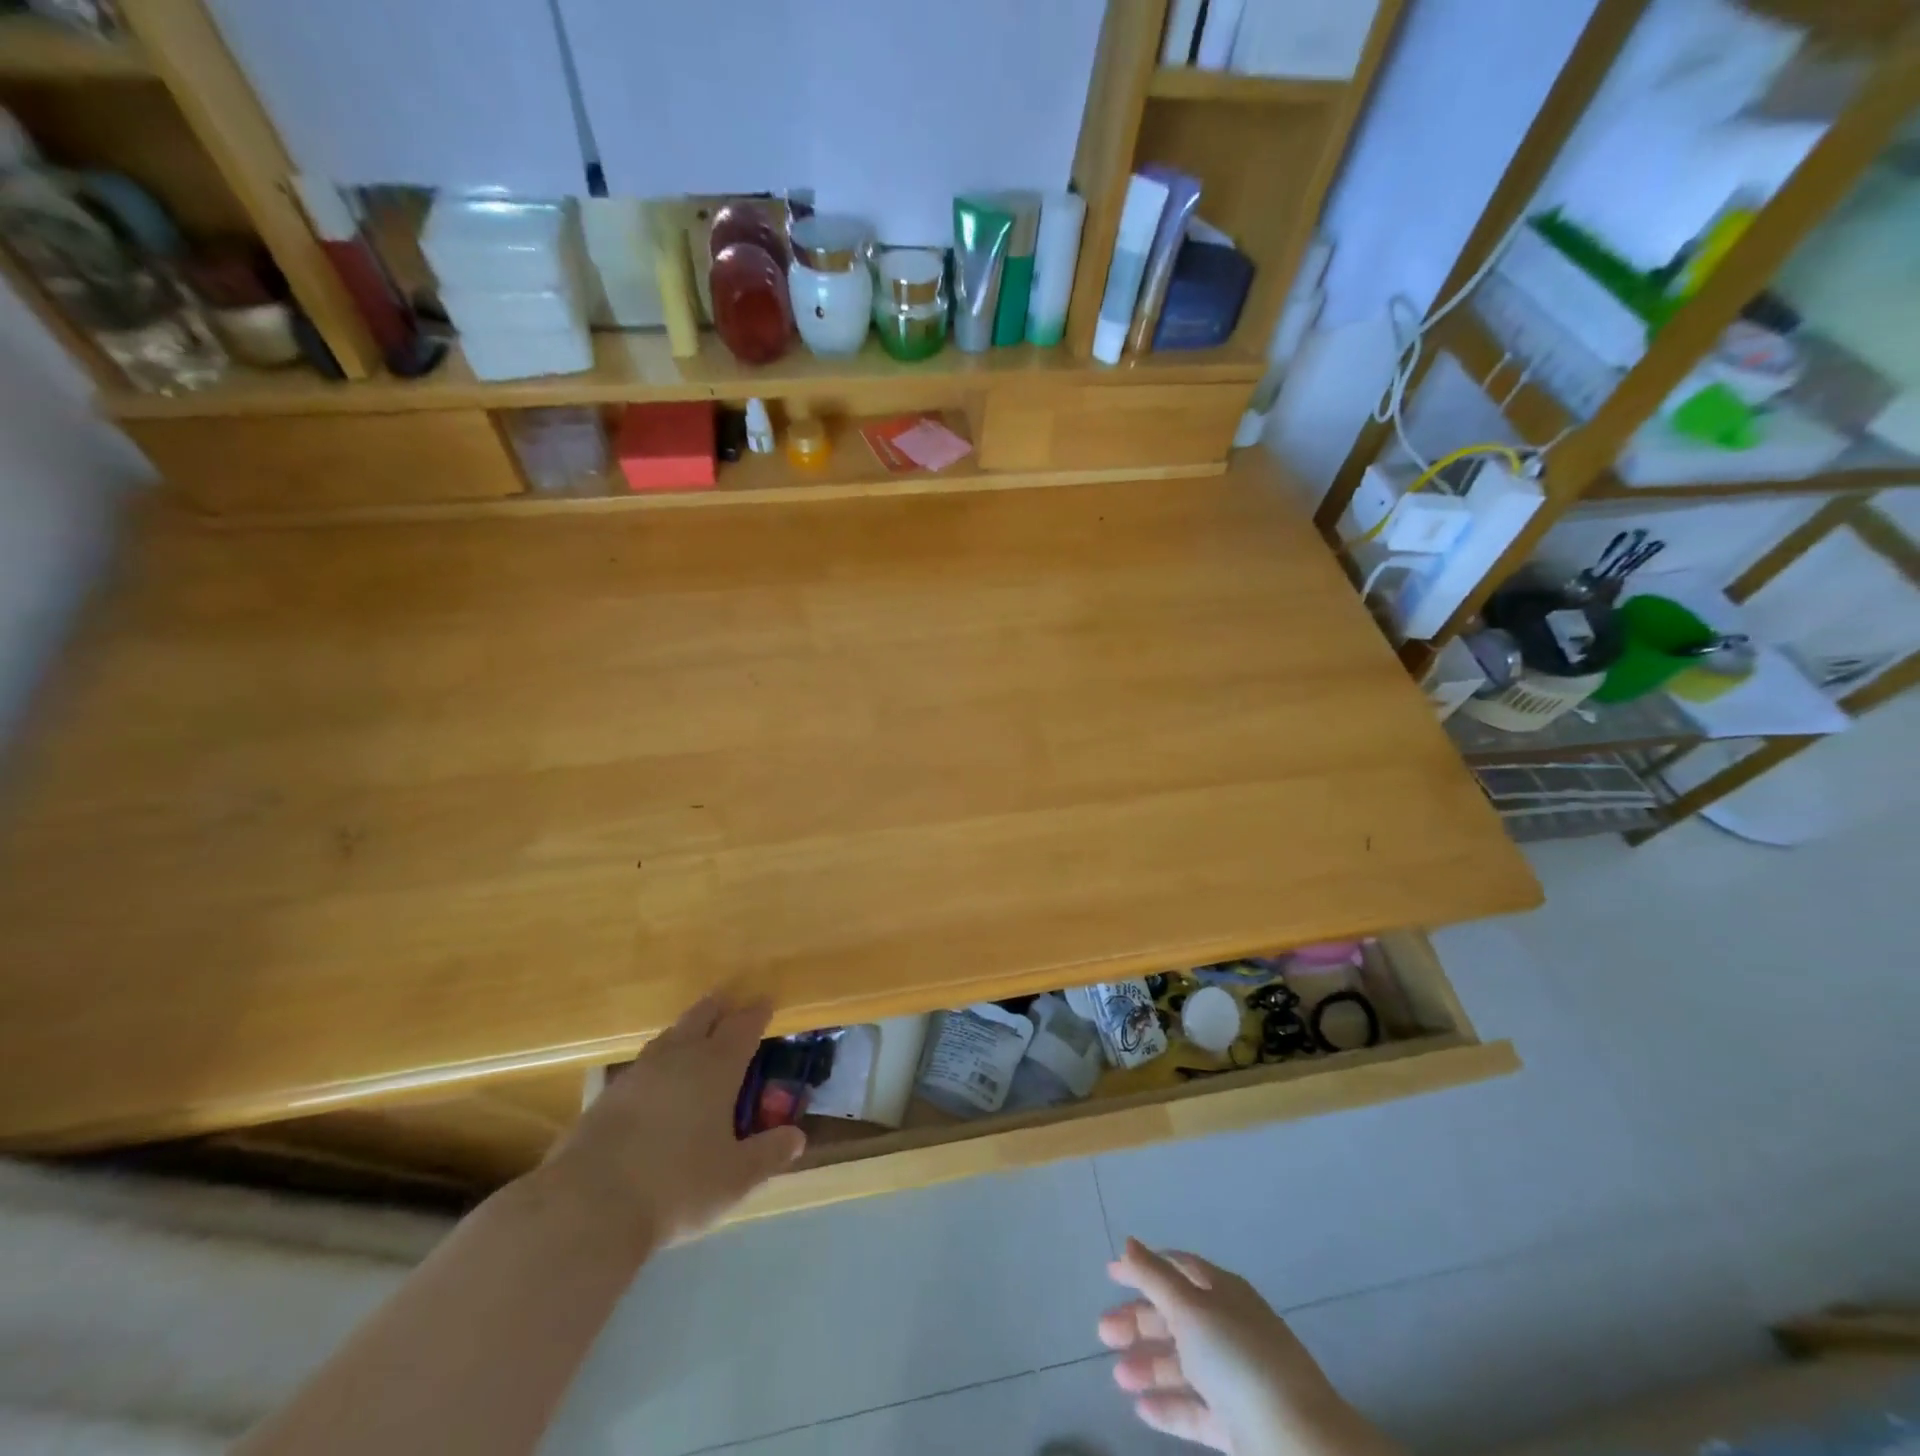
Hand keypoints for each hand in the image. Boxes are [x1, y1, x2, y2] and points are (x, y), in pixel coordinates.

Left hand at [543, 994, 805, 1246]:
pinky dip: (660, 1059)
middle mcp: (679, 1057)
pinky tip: (658, 1078)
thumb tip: (797, 1137)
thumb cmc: (675, 1186)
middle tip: (730, 1002)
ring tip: (696, 1033)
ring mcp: (640, 1072)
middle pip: (702, 1016)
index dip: (757, 1012)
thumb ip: (768, 1154)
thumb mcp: (734, 1178)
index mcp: (716, 1067)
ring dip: (687, 1029)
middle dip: (720, 1007)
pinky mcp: (608, 1094)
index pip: (743, 1026)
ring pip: (670, 1036)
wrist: (587, 1205)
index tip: (767, 1001)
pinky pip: (645, 1062)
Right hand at [1101, 1239, 1398, 1455]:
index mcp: (1223, 1292)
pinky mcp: (1240, 1424)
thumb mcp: (1190, 1309)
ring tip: (1118, 1376)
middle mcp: (1230, 1327)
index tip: (1110, 1274)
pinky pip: (1197, 1409)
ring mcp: (1237, 1377)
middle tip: (1103, 1332)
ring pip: (1184, 1364)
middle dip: (1139, 1321)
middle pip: (1177, 1317)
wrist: (1300, 1444)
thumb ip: (1155, 1277)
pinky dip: (1170, 1406)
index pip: (1178, 1269)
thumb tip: (1128, 1242)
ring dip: (1149, 1365)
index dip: (1144, 1268)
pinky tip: (1141, 1410)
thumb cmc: (1239, 1360)